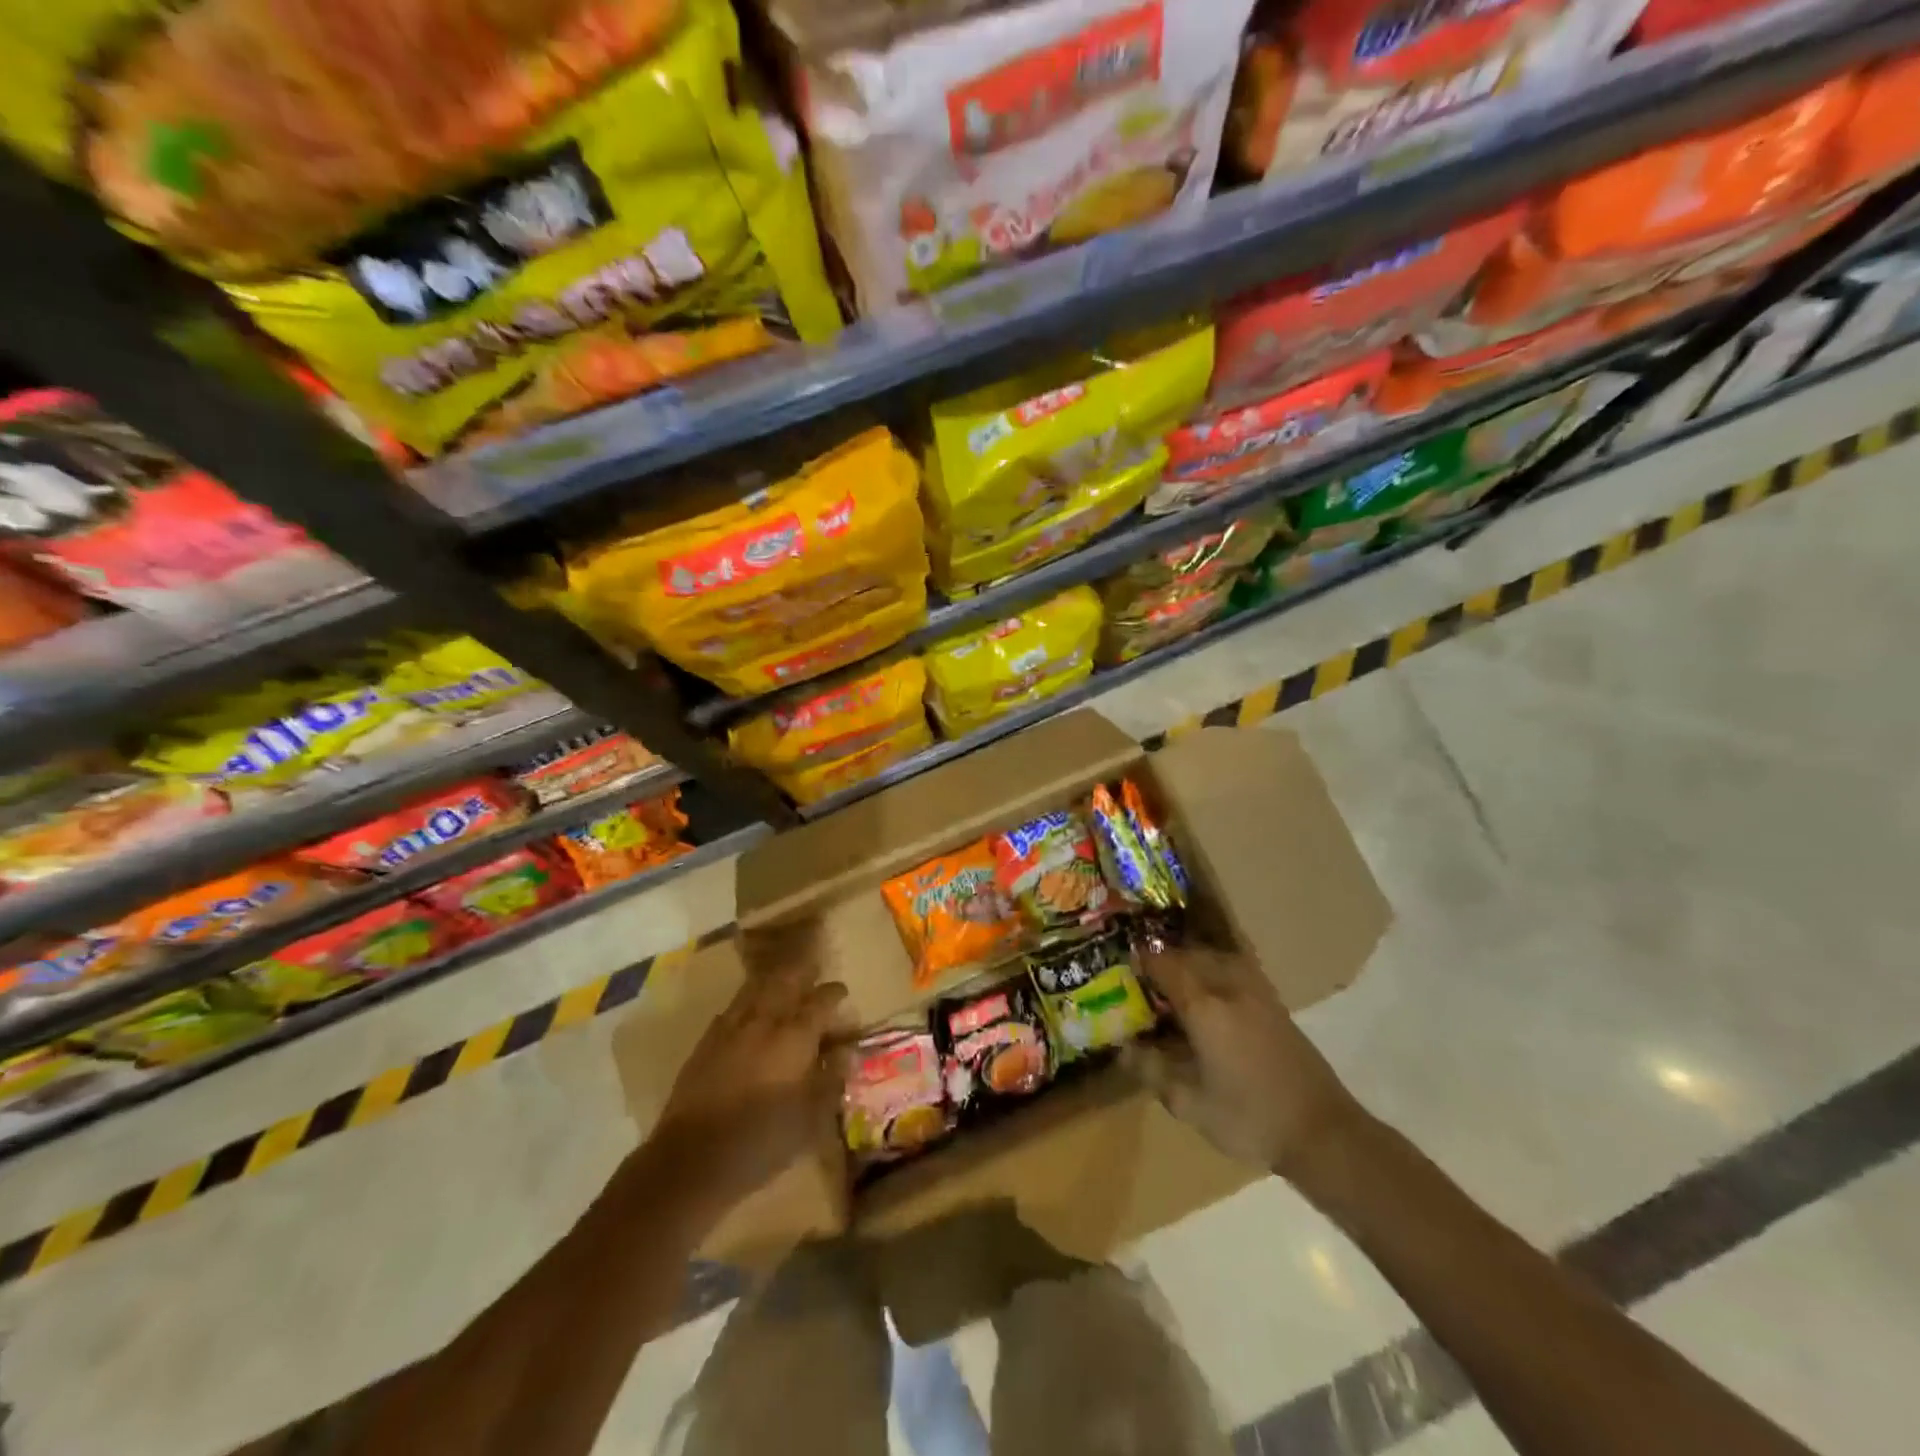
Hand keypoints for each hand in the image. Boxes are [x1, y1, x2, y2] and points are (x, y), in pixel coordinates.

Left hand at [649, 924, 850, 1205]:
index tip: (842, 992)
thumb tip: (846, 1052)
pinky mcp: (706, 1042)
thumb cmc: (762, 1141)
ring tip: (783, 978)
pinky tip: (748, 1013)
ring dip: (773, 980)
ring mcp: (731, 1028)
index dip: (834, 993)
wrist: (691, 1159)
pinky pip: (732, 1009)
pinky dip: (747, 1003)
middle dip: (802, 970)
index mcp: (795, 1036)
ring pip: (756, 989)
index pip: (821, 1001)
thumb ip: (831, 1080)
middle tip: (813, 966)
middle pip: (786, 980)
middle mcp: (764, 1021)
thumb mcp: (810, 1119)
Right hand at [1124, 941, 1362, 1175]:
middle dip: (1163, 961)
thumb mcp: (1189, 1104)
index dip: (1140, 962)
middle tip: (1144, 979)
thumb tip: (1123, 1048)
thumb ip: (1151, 1070)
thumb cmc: (1249, 1119)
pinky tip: (1210, 996)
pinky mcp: (1274, 1002)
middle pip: (1188, 955)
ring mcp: (1256, 991)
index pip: (1163, 965)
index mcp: (1204, 1006)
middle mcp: (1228, 987)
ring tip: (1174, 984)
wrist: (1322, 1131)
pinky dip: (1214, 971)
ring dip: (1190, 962)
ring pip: (1214, 958)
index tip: (1123, 968)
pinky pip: (1235, 969)